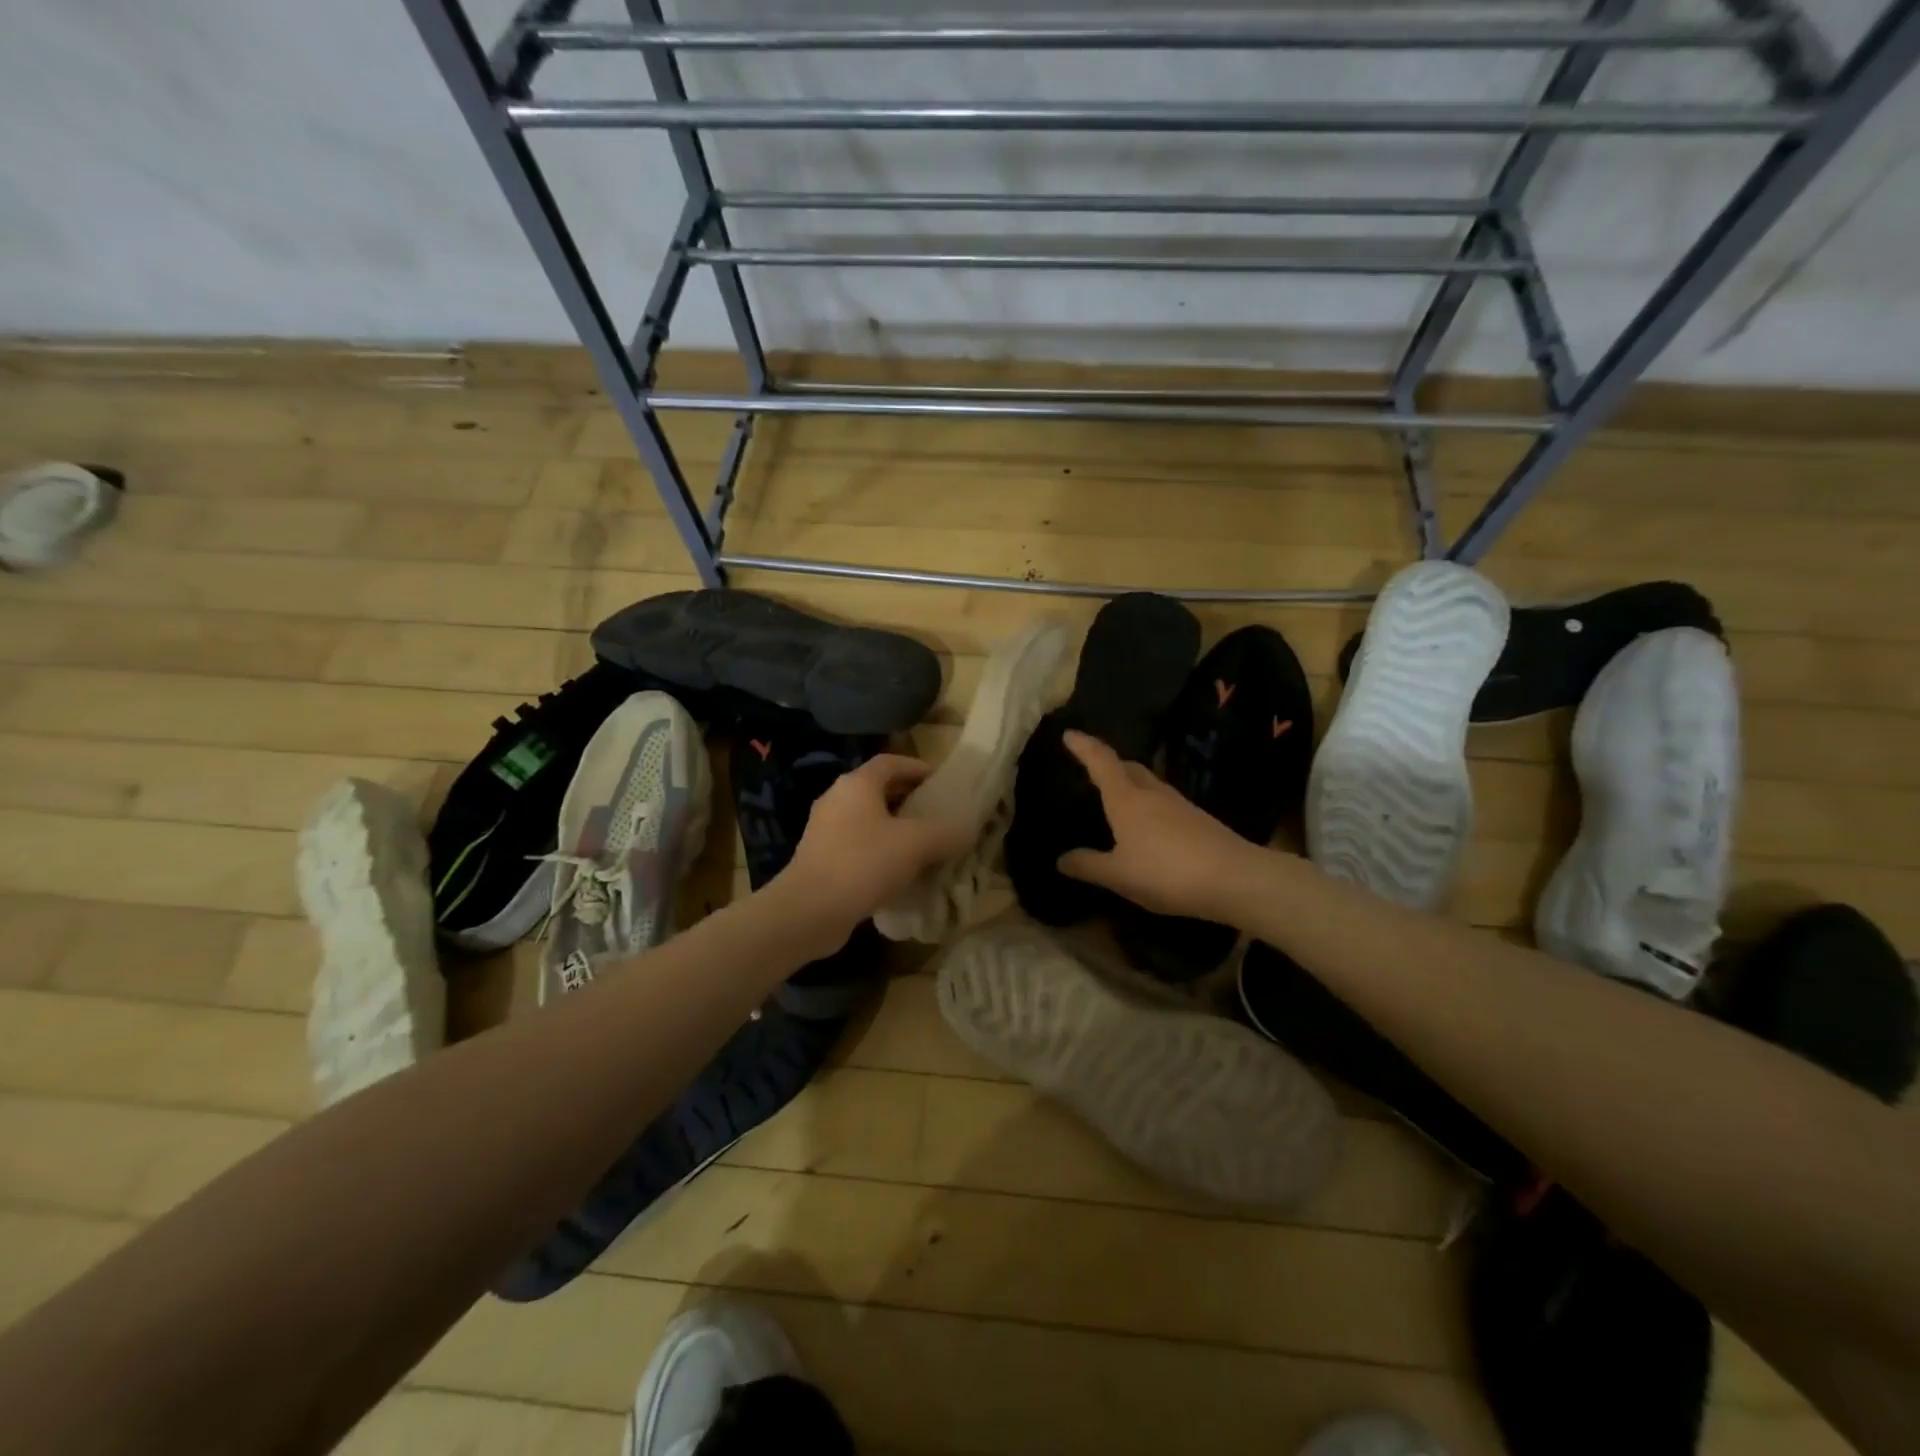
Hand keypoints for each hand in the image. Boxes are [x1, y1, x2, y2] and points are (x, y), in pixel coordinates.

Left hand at [775, 754, 972, 941]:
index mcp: (857, 784)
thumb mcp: (915, 845)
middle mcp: (837, 798)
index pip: (891, 762)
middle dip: (908, 799)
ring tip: (923, 844)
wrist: (809, 910)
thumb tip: (967, 830)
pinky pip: (857, 844)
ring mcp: (825, 829)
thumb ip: (945, 833)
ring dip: (894, 827)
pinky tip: (898, 871)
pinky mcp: (820, 857)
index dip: (918, 768)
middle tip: (937, 814)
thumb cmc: (863, 863)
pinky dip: (879, 849)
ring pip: (867, 819)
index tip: (941, 783)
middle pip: (878, 789)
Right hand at [1057, 731, 1260, 921]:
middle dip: (1107, 762)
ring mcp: (1178, 804)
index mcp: (1126, 799)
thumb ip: (1088, 865)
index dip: (1084, 746)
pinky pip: (1162, 801)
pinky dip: (1146, 802)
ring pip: (1147, 782)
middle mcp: (1151, 793)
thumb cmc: (1166, 872)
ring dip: (1129, 781)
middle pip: (1127, 766)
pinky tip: (1146, 823)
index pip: (1101, 761)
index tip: (1069, 733)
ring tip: (1115, 795)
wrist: (1235, 879)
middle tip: (1090, 765)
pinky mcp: (1197, 819)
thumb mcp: (1119, 875)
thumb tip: (1061, 859)